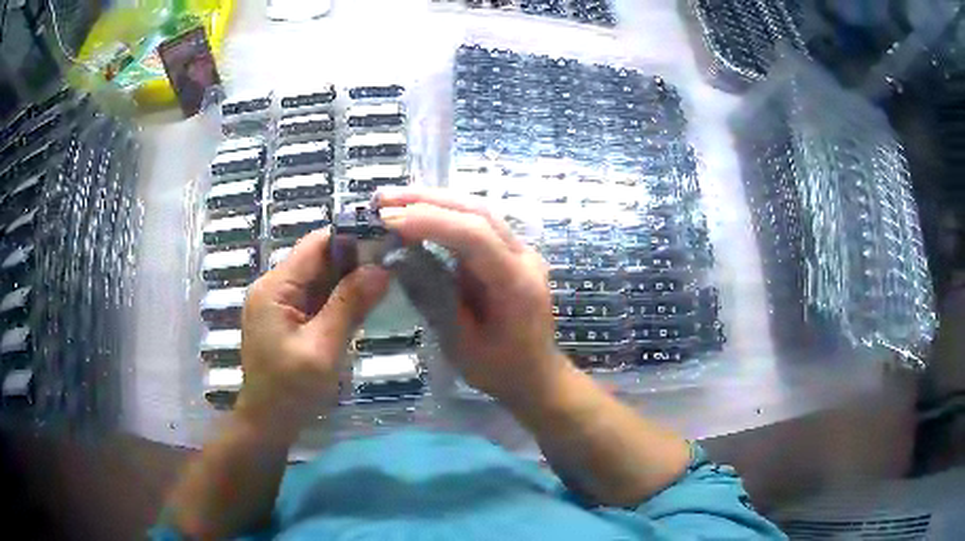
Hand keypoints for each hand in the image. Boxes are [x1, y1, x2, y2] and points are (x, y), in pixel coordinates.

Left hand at [236, 229, 389, 432]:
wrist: (268, 424)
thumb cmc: (291, 391)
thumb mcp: (323, 349)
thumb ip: (349, 306)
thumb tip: (381, 269)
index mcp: (275, 288)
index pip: (315, 245)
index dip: (350, 239)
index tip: (386, 244)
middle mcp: (273, 287)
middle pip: (317, 259)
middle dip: (353, 261)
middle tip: (393, 266)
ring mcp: (278, 303)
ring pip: (319, 278)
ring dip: (348, 281)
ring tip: (384, 284)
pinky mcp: (285, 319)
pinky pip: (315, 298)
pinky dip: (339, 299)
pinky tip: (362, 305)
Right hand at [377, 188, 573, 406]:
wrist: (537, 375)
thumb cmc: (500, 369)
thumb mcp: (459, 344)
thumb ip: (433, 297)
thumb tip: (398, 258)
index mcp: (516, 283)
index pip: (474, 235)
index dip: (429, 221)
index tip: (387, 219)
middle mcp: (525, 257)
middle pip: (477, 212)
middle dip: (427, 200)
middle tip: (383, 198)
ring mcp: (521, 251)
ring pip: (478, 211)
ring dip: (434, 202)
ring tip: (393, 200)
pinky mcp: (511, 253)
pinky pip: (478, 224)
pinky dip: (446, 215)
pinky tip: (419, 213)